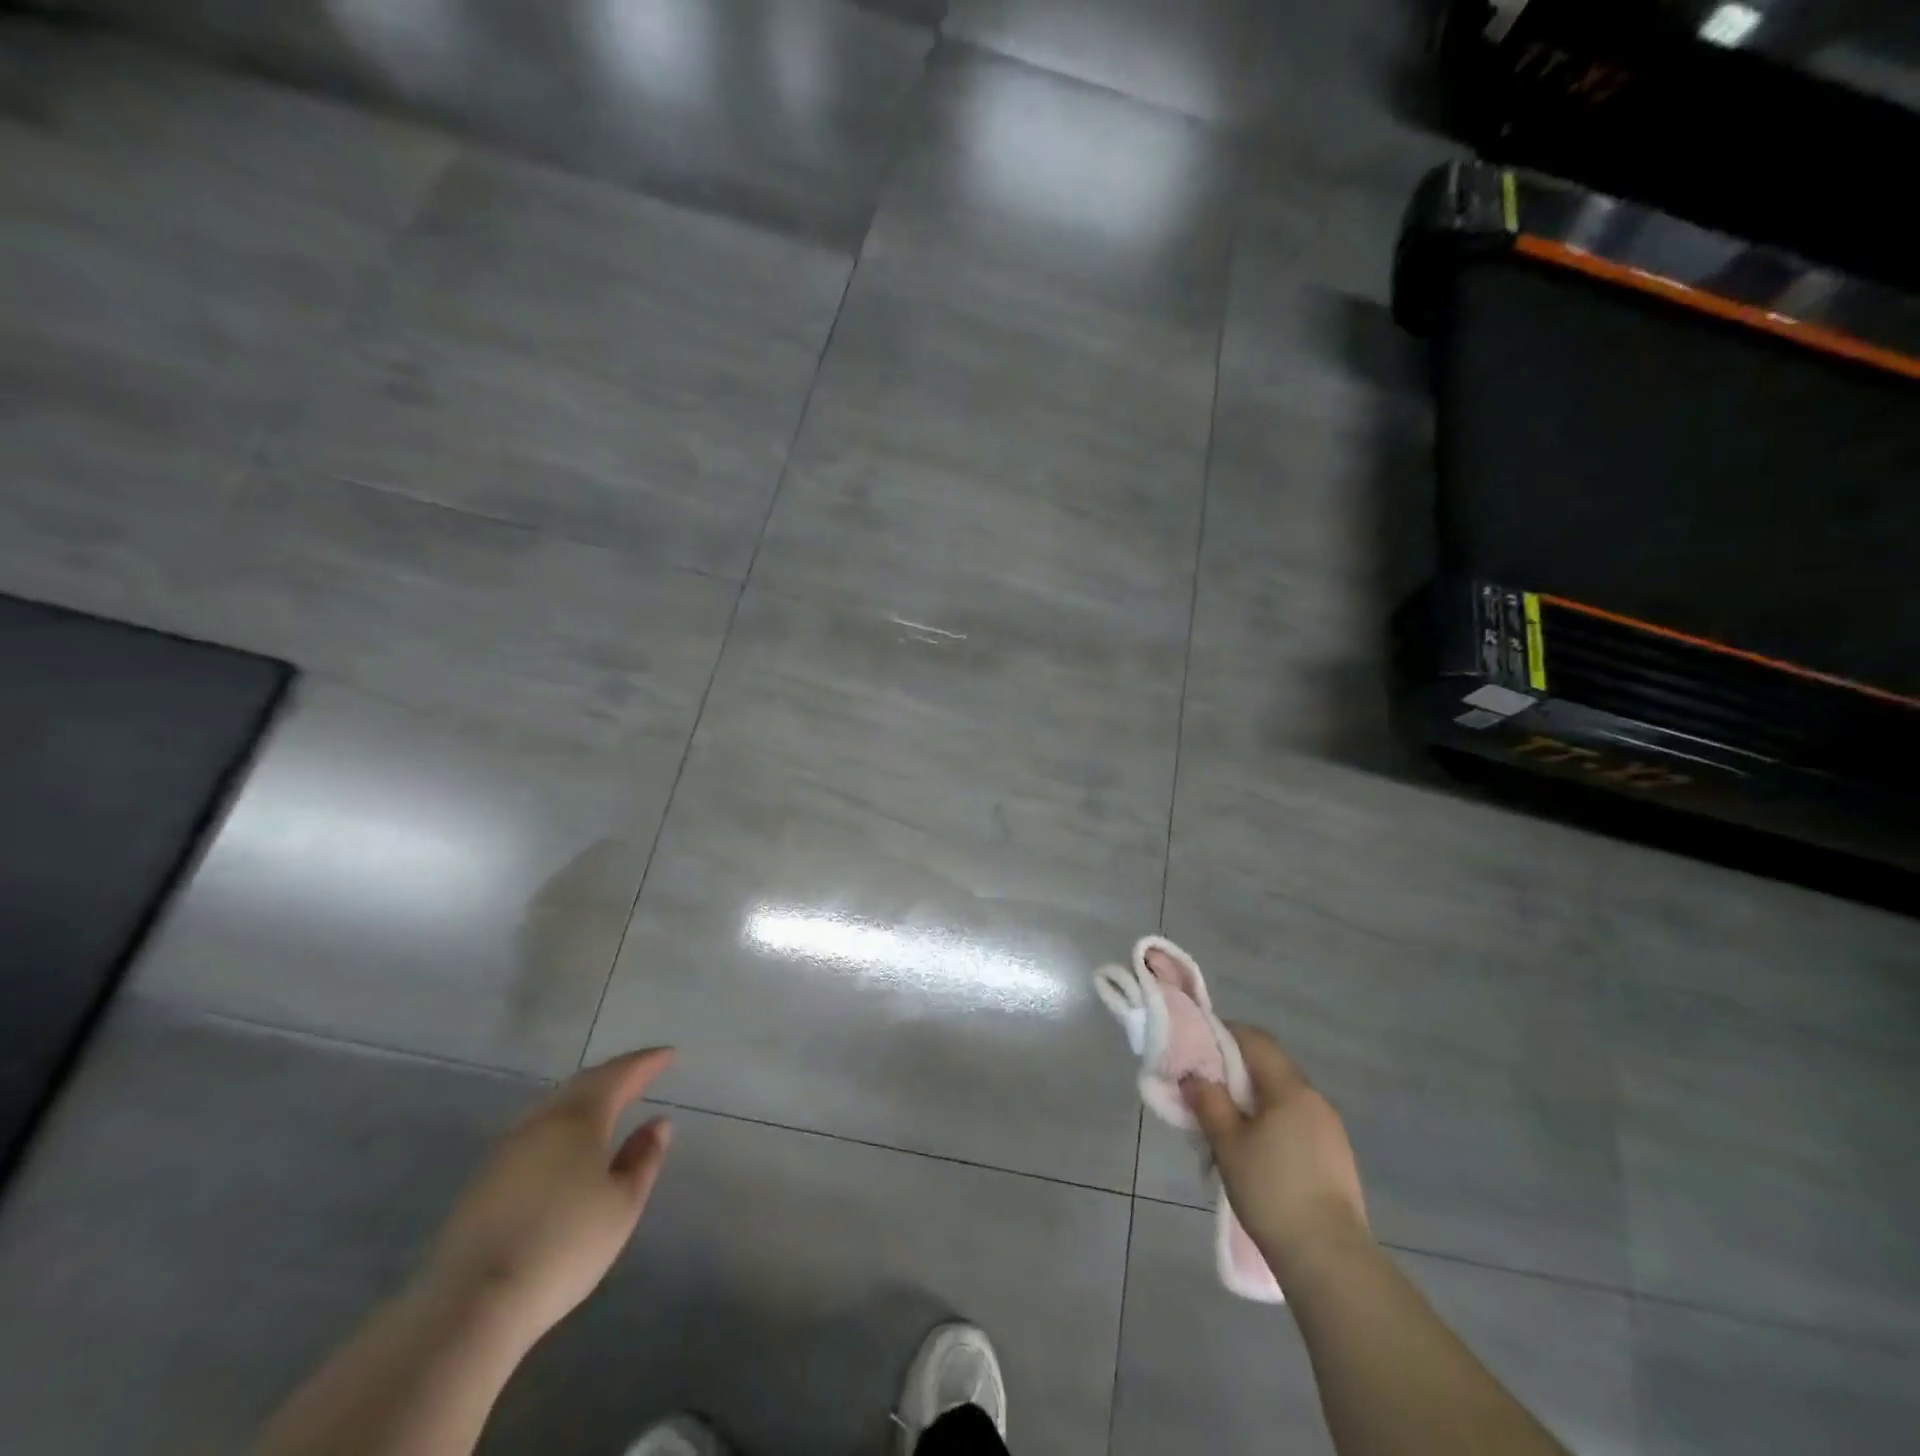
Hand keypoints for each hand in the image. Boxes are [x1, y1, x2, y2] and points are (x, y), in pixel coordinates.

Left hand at [418, 1048, 675, 1348]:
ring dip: (586, 1097)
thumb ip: (643, 1159)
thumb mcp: (622, 1205)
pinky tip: (566, 1142)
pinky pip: (535, 1131)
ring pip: (554, 1105)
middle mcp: (541, 1121)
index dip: (646, 1062)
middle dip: (616, 1074)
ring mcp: (507, 1149)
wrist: (470, 1304)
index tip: (669, 1054)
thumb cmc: (564, 1246)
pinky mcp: (484, 1180)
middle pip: (584, 1083)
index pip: (619, 1075)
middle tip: (642, 1071)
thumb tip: (658, 1123)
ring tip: (608, 1101)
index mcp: (580, 1118)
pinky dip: (562, 1123)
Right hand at [1184, 1025, 1369, 1273]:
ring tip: (1227, 1126)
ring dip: (1255, 1101)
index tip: (1198, 1046)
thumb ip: (1209, 1103)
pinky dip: (1273, 1124)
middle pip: (1271, 1068)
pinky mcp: (1337, 1158)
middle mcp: (1315, 1100)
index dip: (1226, 1035)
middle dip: (1236, 1072)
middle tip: (1206, 1090)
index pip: (1256, 1040)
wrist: (1331, 1261)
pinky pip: (1297, 1123)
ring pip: (1284, 1098)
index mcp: (1290, 1089)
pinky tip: (1257, 1153)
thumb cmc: (1272, 1193)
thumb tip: (1194, 1077)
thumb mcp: (1228, 1145)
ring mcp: (1330, 1130)